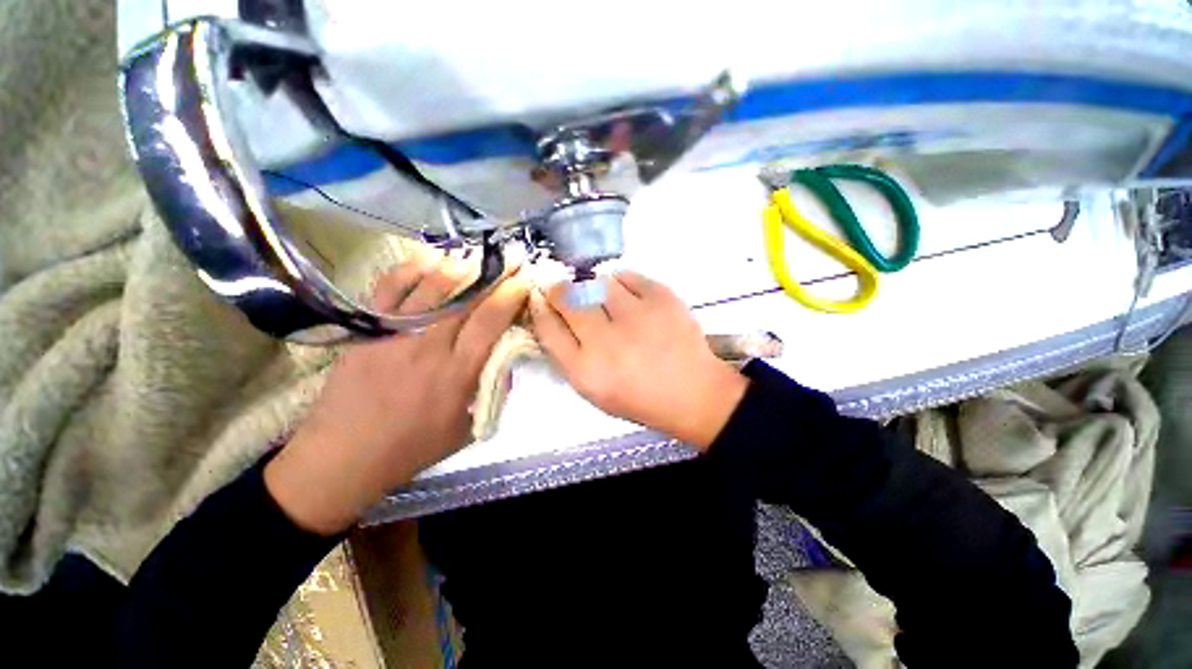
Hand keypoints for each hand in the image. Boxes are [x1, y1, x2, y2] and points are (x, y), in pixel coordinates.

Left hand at [265, 258, 528, 534]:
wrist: (343, 456)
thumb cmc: (412, 447)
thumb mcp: (468, 429)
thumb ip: (493, 391)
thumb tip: (506, 359)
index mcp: (458, 373)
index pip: (490, 322)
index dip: (510, 296)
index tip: (524, 280)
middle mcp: (429, 346)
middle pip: (466, 299)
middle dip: (493, 274)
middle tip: (510, 259)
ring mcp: (395, 334)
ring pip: (432, 287)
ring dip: (460, 267)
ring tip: (477, 256)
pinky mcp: (367, 329)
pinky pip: (389, 289)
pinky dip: (412, 269)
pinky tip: (430, 258)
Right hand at [529, 271, 747, 449]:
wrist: (693, 393)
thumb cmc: (640, 397)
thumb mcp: (594, 391)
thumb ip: (569, 356)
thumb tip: (552, 318)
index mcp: (586, 371)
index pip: (547, 328)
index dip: (540, 308)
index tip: (541, 299)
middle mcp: (605, 341)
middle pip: (566, 298)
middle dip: (560, 290)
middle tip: (565, 291)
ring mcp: (635, 316)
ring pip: (597, 282)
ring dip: (594, 289)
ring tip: (607, 302)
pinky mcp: (661, 298)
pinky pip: (627, 276)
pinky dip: (623, 283)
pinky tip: (630, 299)